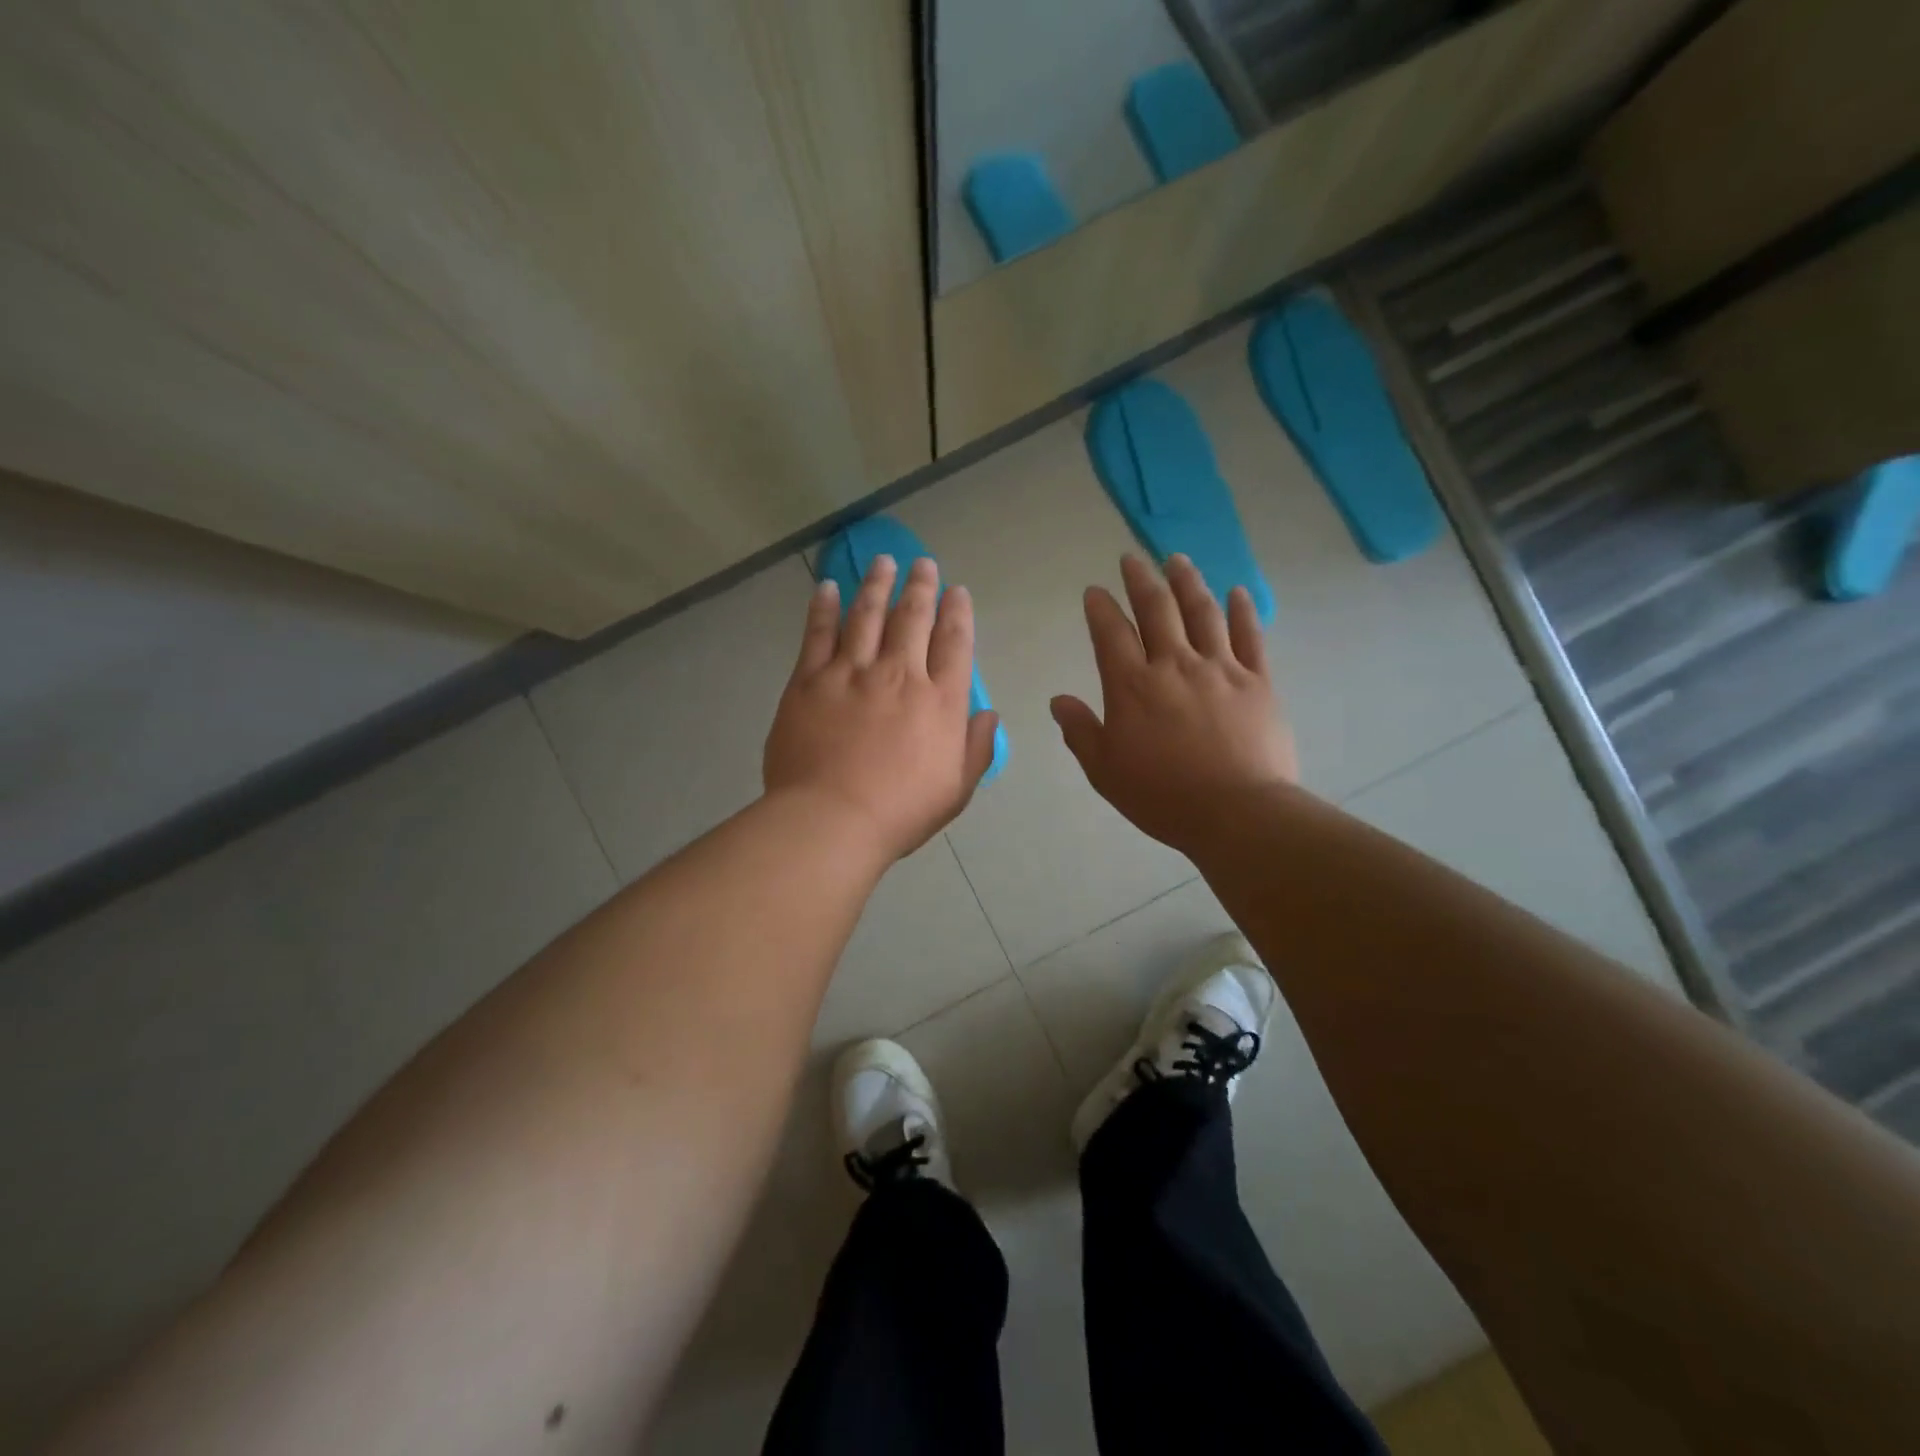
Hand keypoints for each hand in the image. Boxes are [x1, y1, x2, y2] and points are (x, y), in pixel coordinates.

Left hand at [765, 554, 1000, 862]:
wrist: (832, 820)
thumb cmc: (900, 812)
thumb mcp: (956, 789)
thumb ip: (977, 748)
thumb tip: (989, 714)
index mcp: (940, 700)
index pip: (954, 642)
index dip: (958, 612)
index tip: (957, 591)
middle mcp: (900, 674)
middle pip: (913, 617)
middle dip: (921, 586)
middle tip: (924, 563)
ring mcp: (851, 673)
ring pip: (867, 614)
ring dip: (877, 583)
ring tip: (883, 561)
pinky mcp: (810, 680)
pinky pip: (818, 633)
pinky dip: (824, 607)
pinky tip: (829, 587)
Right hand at [1052, 554, 1297, 856]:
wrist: (1238, 813)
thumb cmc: (1163, 797)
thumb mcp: (1105, 772)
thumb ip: (1080, 732)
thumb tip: (1058, 701)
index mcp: (1132, 686)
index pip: (1110, 633)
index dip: (1100, 608)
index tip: (1095, 591)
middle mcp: (1174, 665)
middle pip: (1156, 609)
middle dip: (1140, 579)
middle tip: (1132, 558)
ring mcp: (1220, 669)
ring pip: (1202, 612)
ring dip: (1187, 581)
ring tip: (1177, 560)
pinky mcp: (1258, 681)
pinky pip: (1249, 636)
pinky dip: (1241, 611)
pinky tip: (1236, 592)